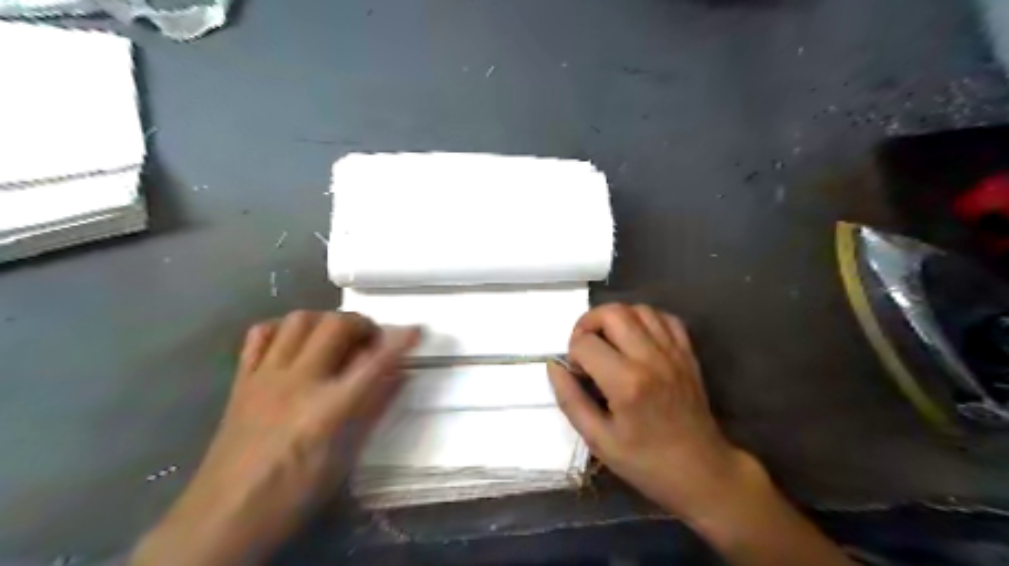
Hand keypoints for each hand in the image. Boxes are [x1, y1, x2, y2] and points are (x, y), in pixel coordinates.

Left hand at [130, 312, 419, 565]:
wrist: (222, 517)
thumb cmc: (293, 493)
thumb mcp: (344, 459)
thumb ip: (372, 410)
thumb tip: (399, 376)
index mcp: (328, 408)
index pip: (374, 363)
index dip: (399, 342)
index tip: (417, 330)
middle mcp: (298, 382)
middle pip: (335, 326)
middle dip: (362, 323)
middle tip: (371, 339)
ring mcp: (266, 377)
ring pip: (299, 320)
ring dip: (325, 319)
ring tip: (336, 337)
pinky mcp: (242, 380)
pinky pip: (260, 334)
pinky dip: (283, 328)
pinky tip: (294, 342)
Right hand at [549, 305, 759, 521]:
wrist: (702, 472)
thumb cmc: (645, 462)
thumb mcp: (598, 440)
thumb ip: (570, 400)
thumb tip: (553, 366)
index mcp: (626, 383)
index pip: (585, 344)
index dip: (572, 355)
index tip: (578, 375)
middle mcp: (651, 358)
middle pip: (612, 313)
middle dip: (588, 324)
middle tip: (585, 347)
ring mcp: (673, 353)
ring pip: (639, 309)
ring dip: (616, 318)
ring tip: (608, 341)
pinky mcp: (688, 353)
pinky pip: (665, 318)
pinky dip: (645, 320)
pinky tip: (637, 339)